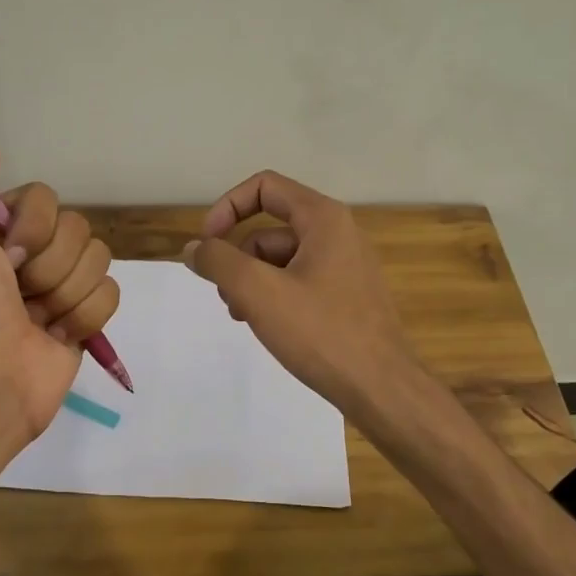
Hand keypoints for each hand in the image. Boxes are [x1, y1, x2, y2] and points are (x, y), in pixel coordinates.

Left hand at [0, 148, 119, 445]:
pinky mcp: (86, 316)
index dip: (33, 228)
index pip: (47, 198)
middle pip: (78, 229)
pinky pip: (111, 293)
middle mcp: (32, 253)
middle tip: (21, 295)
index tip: (7, 259)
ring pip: (99, 260)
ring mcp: (62, 285)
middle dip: (51, 267)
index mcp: (1, 230)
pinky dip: (86, 317)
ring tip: (39, 320)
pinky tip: (58, 335)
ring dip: (68, 294)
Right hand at [182, 170, 414, 417]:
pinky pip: (299, 282)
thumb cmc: (321, 333)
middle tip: (226, 297)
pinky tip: (268, 327)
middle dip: (238, 257)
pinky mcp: (347, 296)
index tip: (207, 245)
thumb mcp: (259, 292)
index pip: (264, 187)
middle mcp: (338, 233)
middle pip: (270, 228)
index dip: (227, 208)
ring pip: (282, 259)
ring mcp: (346, 266)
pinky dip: (275, 296)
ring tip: (245, 317)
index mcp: (323, 219)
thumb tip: (194, 248)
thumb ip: (219, 262)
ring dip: (253, 282)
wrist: (382, 388)